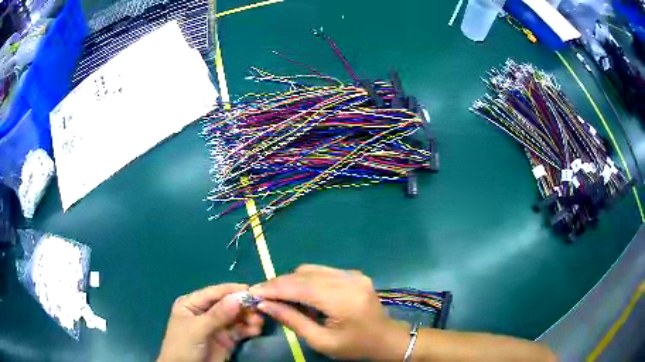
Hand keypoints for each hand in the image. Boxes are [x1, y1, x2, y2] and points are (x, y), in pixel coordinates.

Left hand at [158, 284, 263, 361]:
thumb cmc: (183, 346)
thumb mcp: (197, 329)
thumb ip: (217, 315)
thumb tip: (238, 298)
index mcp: (192, 304)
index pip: (214, 293)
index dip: (232, 291)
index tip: (252, 290)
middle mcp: (206, 312)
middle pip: (228, 304)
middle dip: (243, 306)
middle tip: (259, 309)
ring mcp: (217, 326)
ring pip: (236, 317)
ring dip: (248, 318)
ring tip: (259, 322)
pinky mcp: (227, 339)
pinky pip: (240, 330)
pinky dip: (249, 329)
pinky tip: (256, 330)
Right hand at [250, 265, 409, 360]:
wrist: (387, 339)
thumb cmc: (355, 347)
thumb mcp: (321, 341)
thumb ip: (292, 320)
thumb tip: (264, 304)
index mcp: (343, 299)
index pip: (299, 287)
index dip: (273, 288)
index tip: (252, 292)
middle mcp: (349, 280)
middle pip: (303, 274)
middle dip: (279, 284)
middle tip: (262, 295)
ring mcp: (353, 274)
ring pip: (310, 270)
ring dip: (291, 281)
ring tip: (280, 297)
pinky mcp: (354, 274)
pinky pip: (322, 272)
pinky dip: (306, 280)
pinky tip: (301, 295)